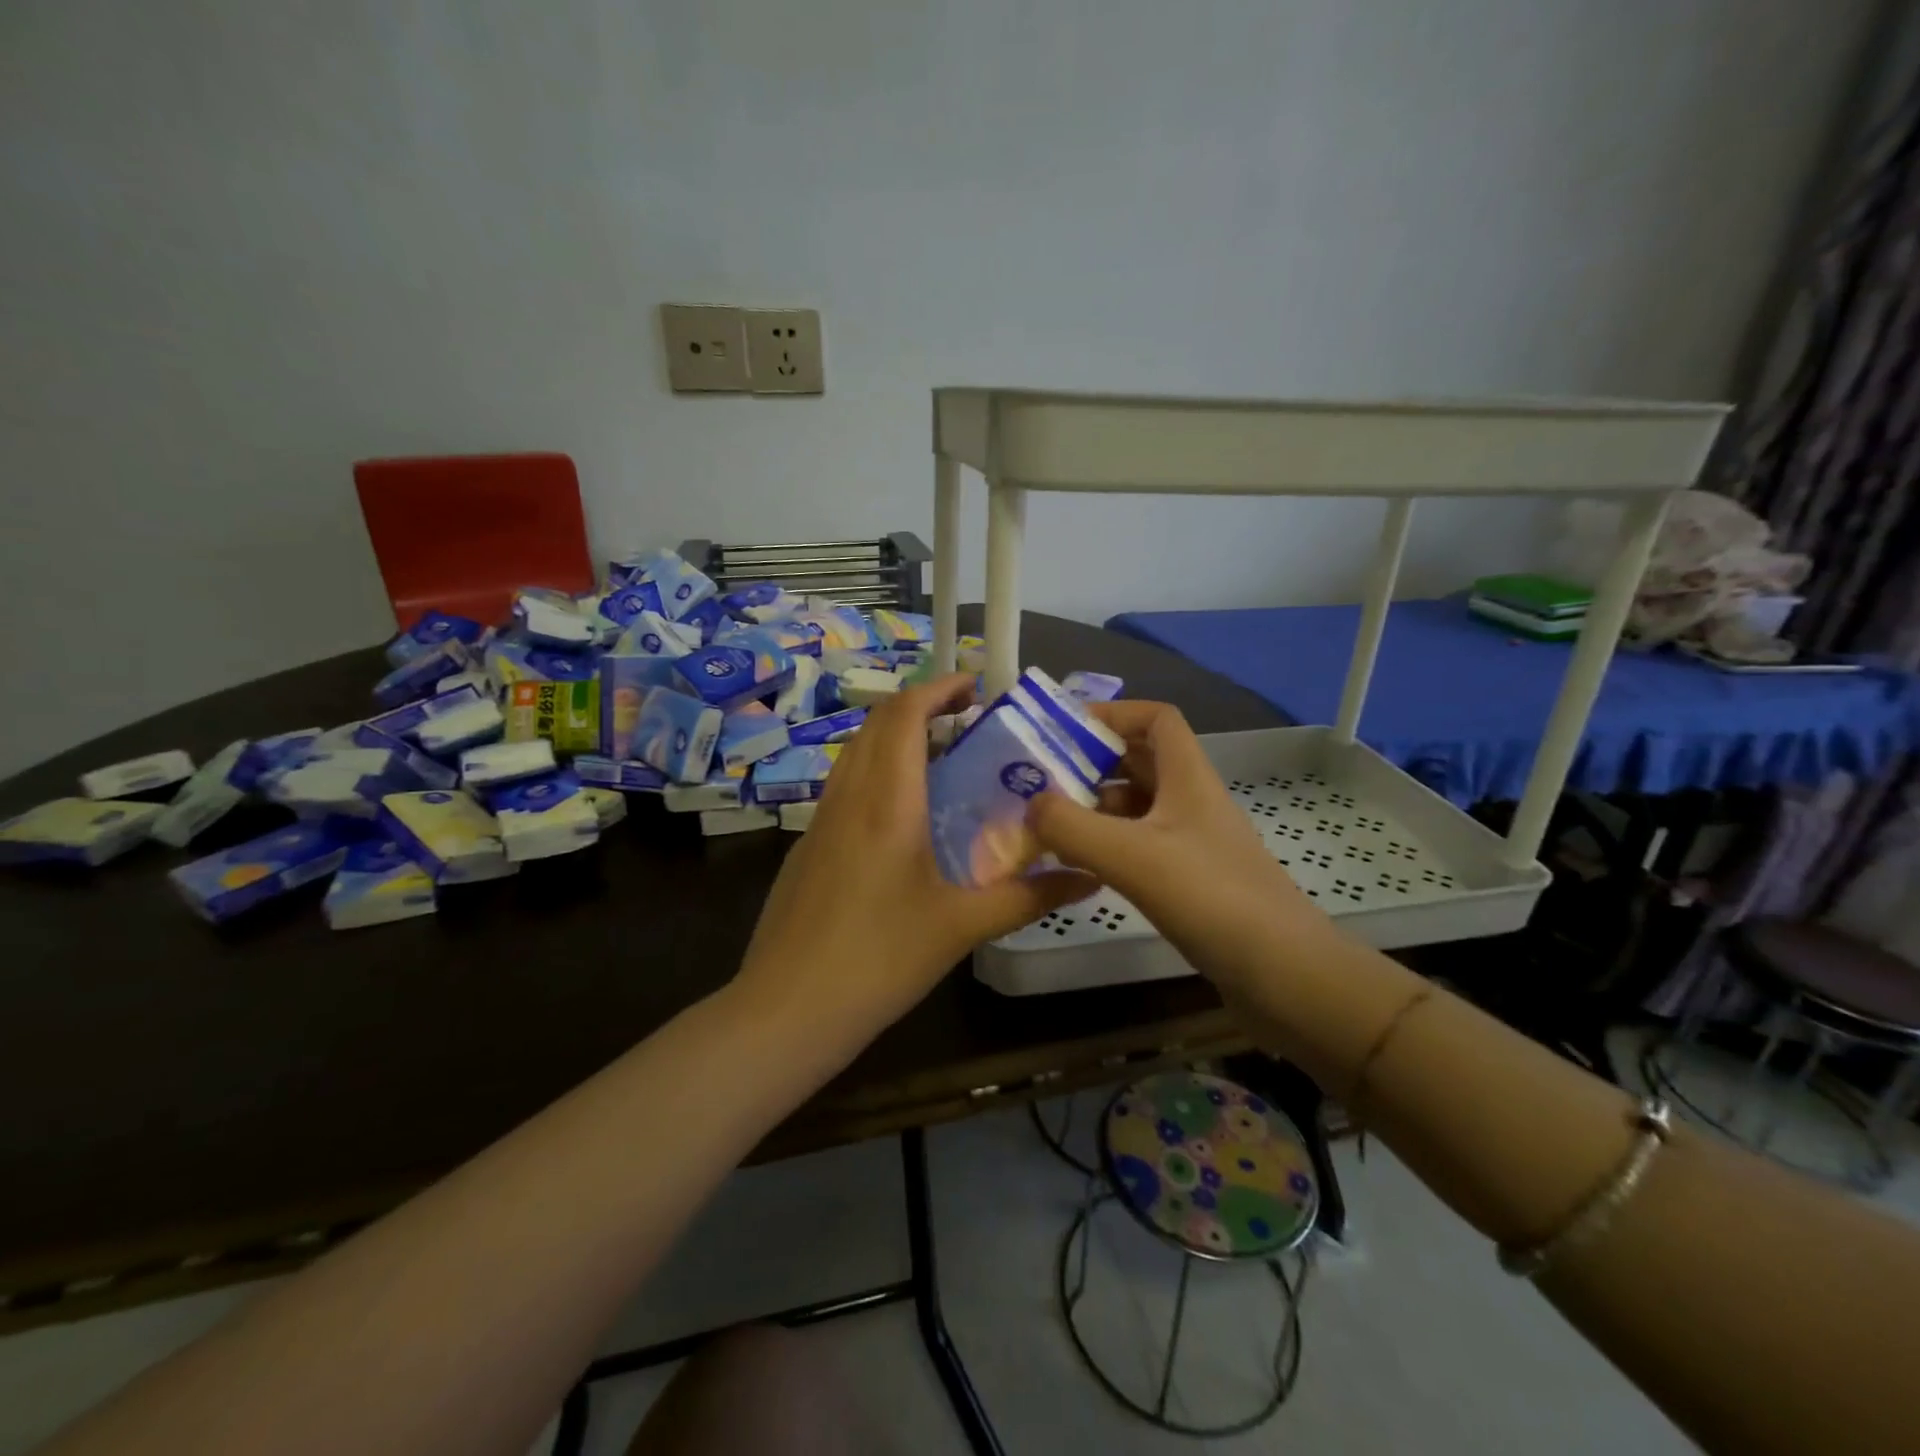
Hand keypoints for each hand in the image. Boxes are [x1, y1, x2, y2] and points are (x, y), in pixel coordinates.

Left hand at [733, 674, 1095, 1043]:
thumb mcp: (961, 927)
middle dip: (922, 706)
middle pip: (878, 723)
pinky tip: (904, 814)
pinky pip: (845, 784)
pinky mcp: (808, 845)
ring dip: (896, 736)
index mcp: (887, 801)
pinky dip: (877, 770)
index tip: (976, 686)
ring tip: (943, 758)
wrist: (786, 1009)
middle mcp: (849, 796)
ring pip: (857, 751)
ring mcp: (820, 820)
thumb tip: (1091, 876)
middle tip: (969, 719)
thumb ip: (1028, 897)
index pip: (905, 714)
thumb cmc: (879, 961)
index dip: (940, 688)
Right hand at [1024, 700, 1328, 993]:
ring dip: (1098, 807)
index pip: (1156, 718)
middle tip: (1043, 780)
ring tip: (1052, 825)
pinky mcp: (1194, 880)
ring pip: (1139, 806)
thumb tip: (1030, 806)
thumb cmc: (1211, 898)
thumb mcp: (1131, 856)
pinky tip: (1084, 866)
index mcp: (1189, 777)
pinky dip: (1111, 845)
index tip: (1064, 731)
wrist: (1284, 974)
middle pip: (1142, 760)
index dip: (1113, 714)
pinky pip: (1143, 845)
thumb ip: (1070, 826)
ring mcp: (1195, 842)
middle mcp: (1193, 801)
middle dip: (1093, 763)